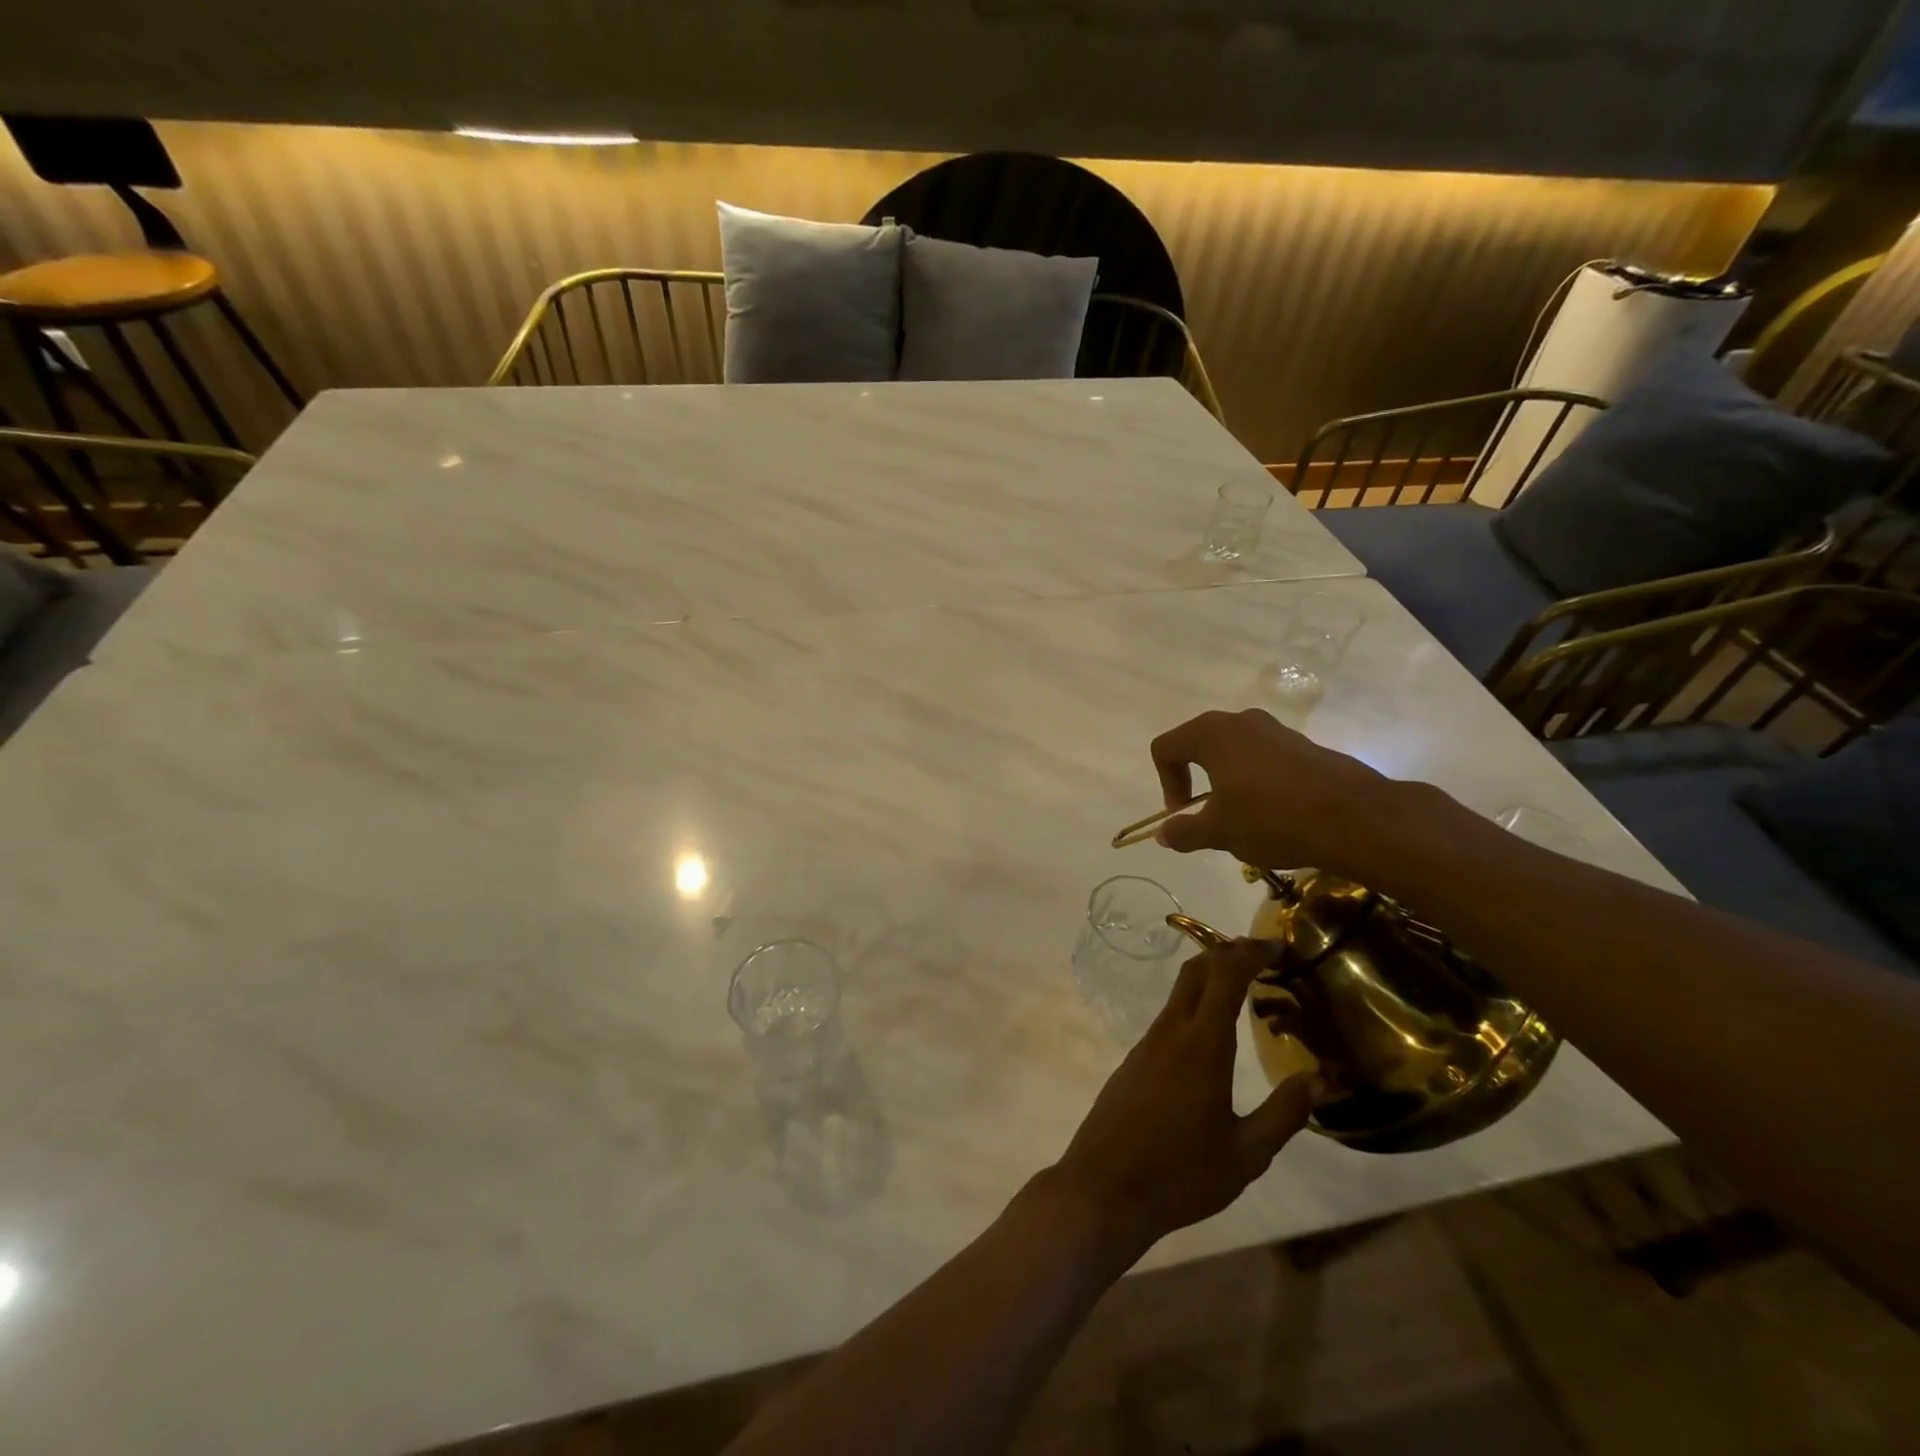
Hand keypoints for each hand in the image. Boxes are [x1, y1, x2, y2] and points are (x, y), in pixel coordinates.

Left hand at [1045, 939, 1319, 1258]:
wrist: (1104, 1188)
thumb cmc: (1181, 1174)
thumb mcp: (1246, 1154)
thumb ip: (1284, 1114)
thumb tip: (1319, 1080)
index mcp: (1202, 1045)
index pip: (1225, 977)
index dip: (1249, 953)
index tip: (1276, 944)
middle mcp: (1170, 1032)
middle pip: (1195, 972)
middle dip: (1226, 953)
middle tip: (1259, 955)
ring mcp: (1146, 1044)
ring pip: (1178, 994)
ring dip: (1208, 978)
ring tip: (1242, 989)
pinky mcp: (1133, 1061)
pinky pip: (1167, 1018)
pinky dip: (1193, 1006)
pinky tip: (1209, 1034)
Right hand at [1149, 707, 1405, 876]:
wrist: (1354, 818)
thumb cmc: (1271, 818)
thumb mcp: (1219, 832)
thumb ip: (1184, 831)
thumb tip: (1162, 834)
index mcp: (1211, 734)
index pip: (1166, 748)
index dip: (1165, 781)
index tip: (1182, 812)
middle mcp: (1241, 721)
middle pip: (1199, 743)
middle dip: (1193, 777)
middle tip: (1204, 811)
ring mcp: (1276, 730)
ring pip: (1234, 750)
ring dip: (1226, 779)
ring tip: (1241, 816)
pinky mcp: (1304, 744)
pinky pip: (1264, 757)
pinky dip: (1256, 779)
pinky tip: (1274, 812)